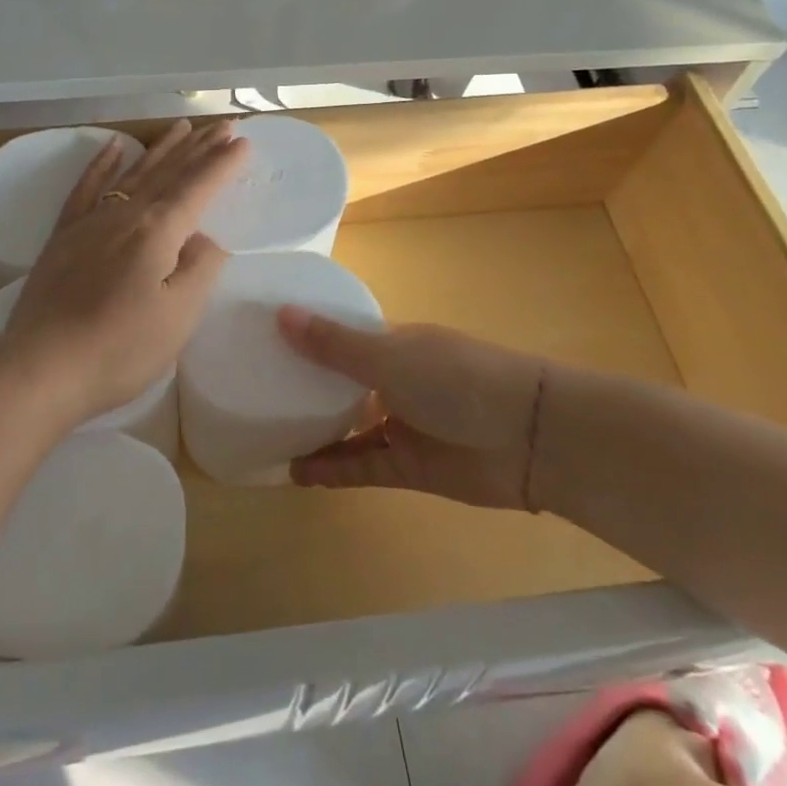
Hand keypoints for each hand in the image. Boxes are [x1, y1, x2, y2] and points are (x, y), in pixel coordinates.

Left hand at [0, 120, 247, 425]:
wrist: (40, 369)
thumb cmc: (119, 349)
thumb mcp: (179, 316)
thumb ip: (200, 269)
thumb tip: (205, 237)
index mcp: (157, 231)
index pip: (198, 187)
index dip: (223, 164)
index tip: (244, 141)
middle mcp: (124, 213)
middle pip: (169, 172)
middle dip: (200, 147)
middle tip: (224, 125)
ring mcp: (90, 221)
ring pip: (133, 172)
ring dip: (161, 148)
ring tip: (182, 127)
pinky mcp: (64, 235)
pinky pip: (86, 187)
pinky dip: (101, 163)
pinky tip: (113, 146)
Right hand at [280, 308, 553, 510]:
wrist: (529, 438)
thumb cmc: (457, 379)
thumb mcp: (390, 357)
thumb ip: (335, 345)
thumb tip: (281, 314)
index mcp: (395, 343)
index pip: (344, 336)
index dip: (310, 336)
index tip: (266, 337)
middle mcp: (396, 380)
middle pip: (344, 383)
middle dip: (308, 386)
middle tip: (257, 389)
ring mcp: (403, 424)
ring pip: (350, 427)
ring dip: (317, 432)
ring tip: (270, 434)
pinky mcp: (410, 467)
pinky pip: (362, 466)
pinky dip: (334, 469)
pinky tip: (298, 471)